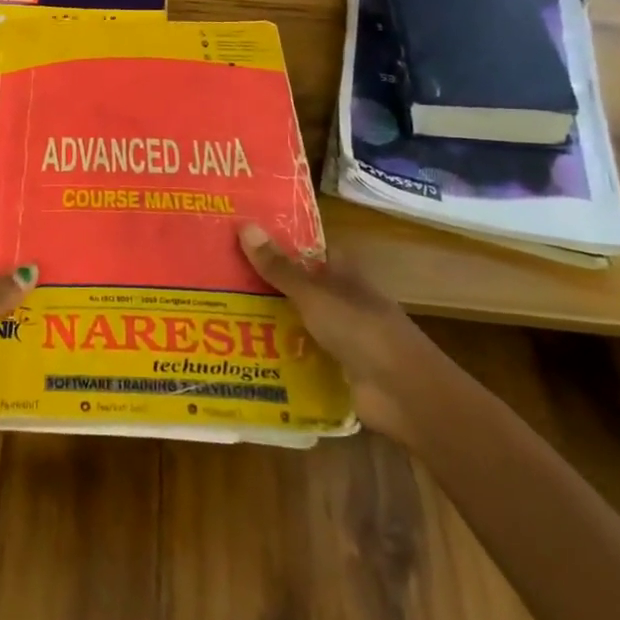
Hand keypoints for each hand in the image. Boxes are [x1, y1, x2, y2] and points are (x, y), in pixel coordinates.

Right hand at [237, 224, 450, 445]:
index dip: (277, 242)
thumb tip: (244, 224)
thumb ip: (279, 267)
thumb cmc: (361, 330)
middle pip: (297, 285)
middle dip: (263, 282)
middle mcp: (340, 300)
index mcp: (342, 273)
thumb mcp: (313, 294)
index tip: (239, 236)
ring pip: (295, 320)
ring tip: (219, 312)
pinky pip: (298, 354)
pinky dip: (276, 352)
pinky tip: (242, 351)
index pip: (307, 250)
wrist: (403, 394)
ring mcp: (338, 335)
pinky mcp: (333, 367)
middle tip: (216, 275)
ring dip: (267, 318)